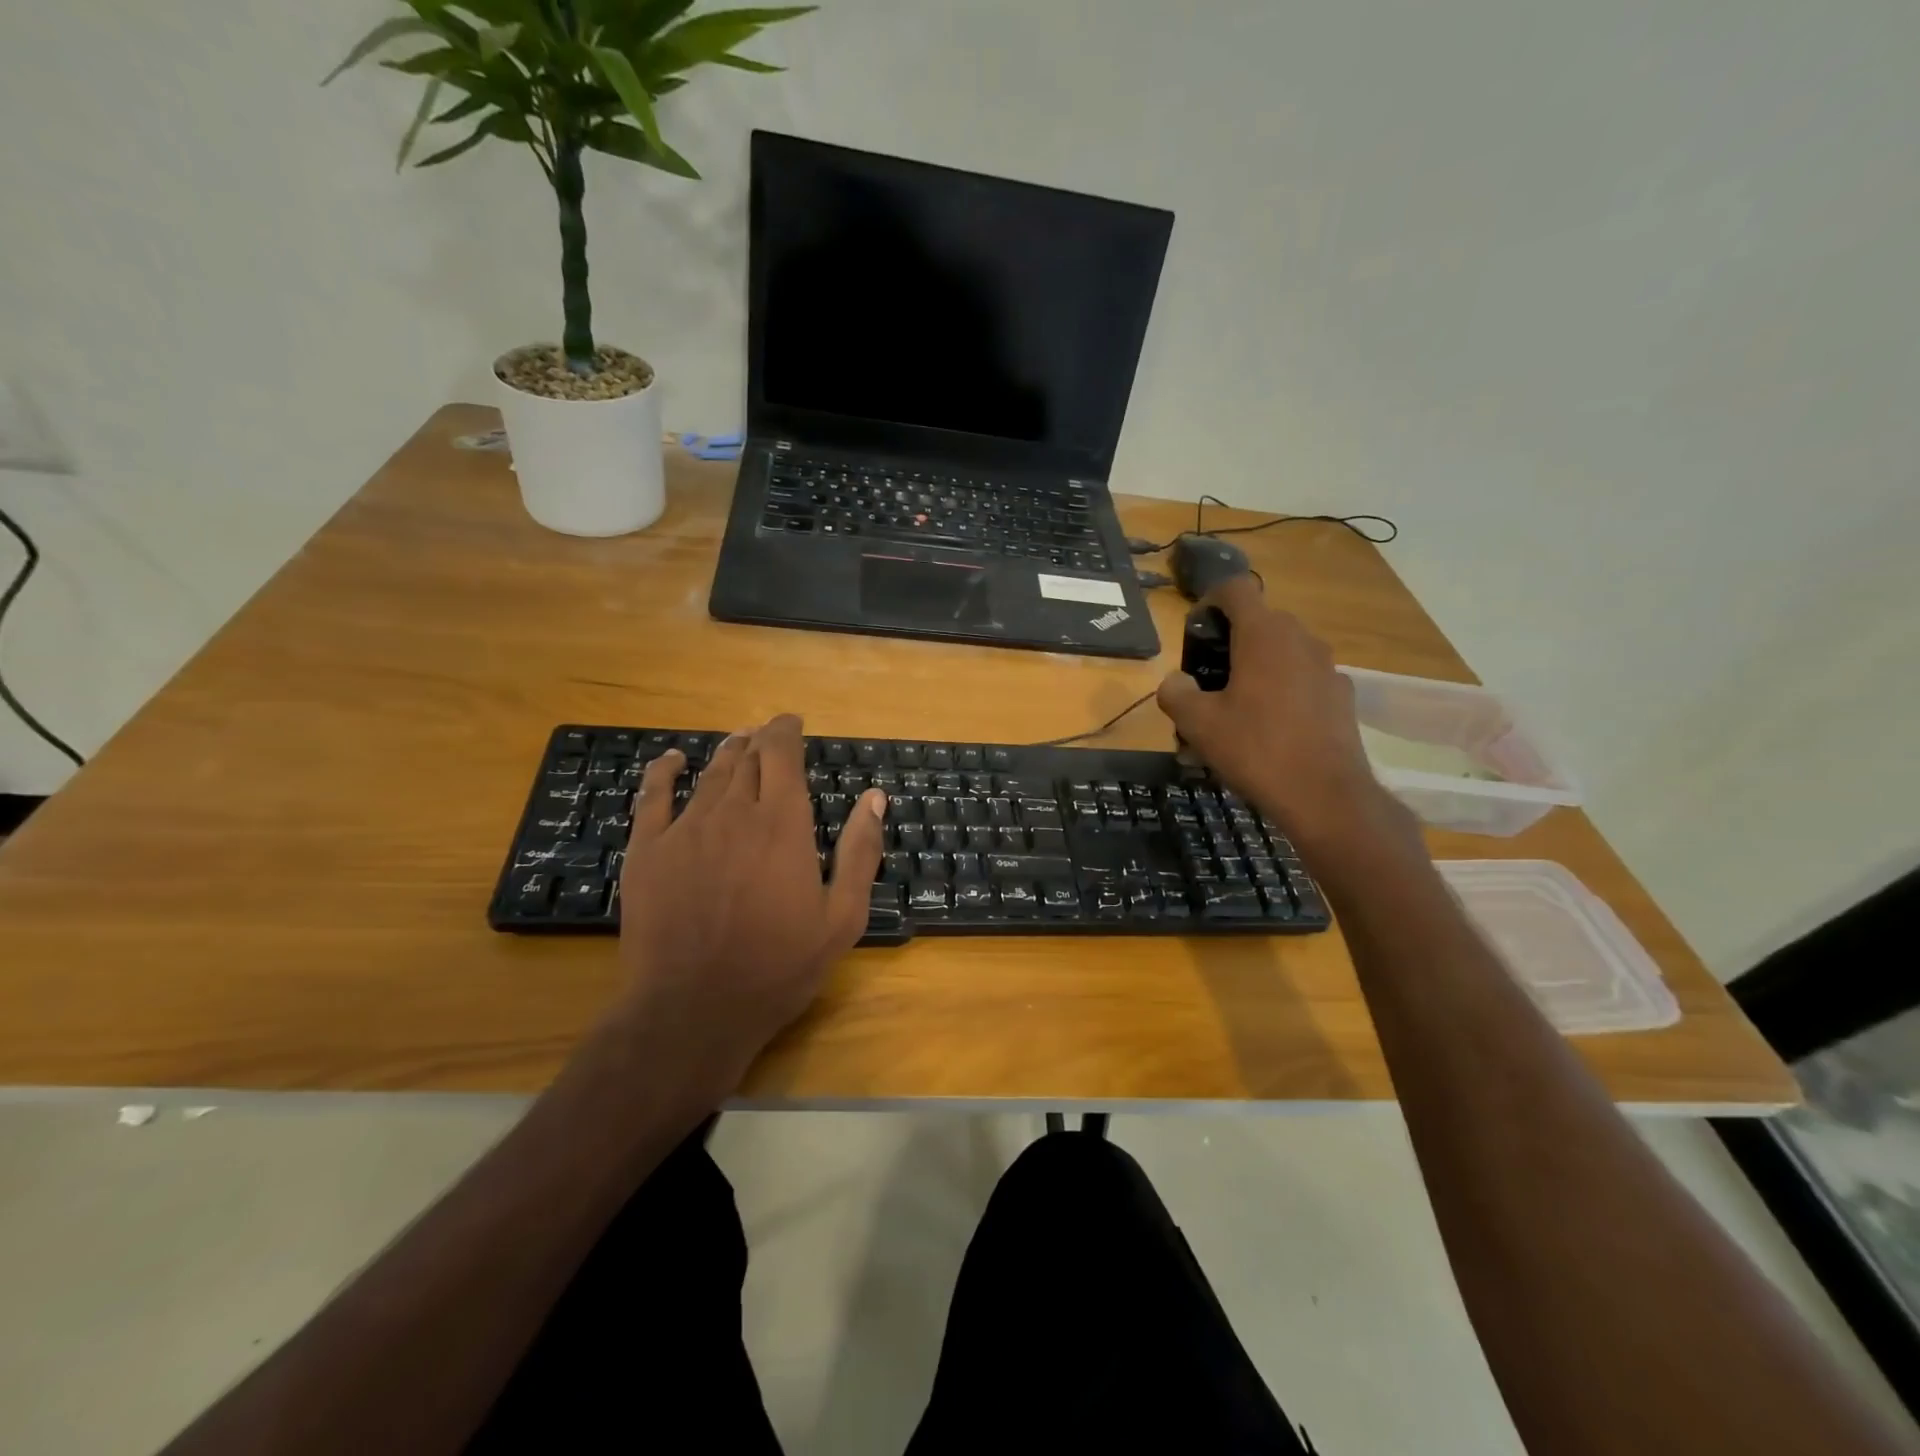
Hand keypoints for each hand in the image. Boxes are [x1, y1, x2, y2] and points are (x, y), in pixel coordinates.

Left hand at [609, 715, 885, 1096]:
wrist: (692, 1009)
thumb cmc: (778, 967)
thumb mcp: (841, 917)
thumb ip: (860, 852)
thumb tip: (875, 798)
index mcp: (782, 823)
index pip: (782, 754)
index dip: (786, 730)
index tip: (793, 722)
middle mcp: (733, 812)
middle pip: (747, 758)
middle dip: (760, 740)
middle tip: (769, 737)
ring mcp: (685, 829)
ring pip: (709, 773)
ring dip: (726, 752)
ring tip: (737, 743)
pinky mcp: (648, 850)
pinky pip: (653, 796)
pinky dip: (664, 771)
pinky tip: (672, 760)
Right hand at [1156, 577, 1408, 852]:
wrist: (1325, 795)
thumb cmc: (1255, 749)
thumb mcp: (1197, 723)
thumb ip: (1175, 692)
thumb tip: (1176, 681)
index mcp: (1263, 634)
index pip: (1235, 588)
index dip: (1209, 602)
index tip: (1195, 635)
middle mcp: (1300, 639)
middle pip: (1258, 622)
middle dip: (1229, 643)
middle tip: (1207, 682)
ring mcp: (1327, 666)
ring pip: (1282, 653)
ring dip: (1256, 669)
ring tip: (1236, 711)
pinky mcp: (1342, 695)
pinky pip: (1302, 679)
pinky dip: (1282, 691)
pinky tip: (1270, 730)